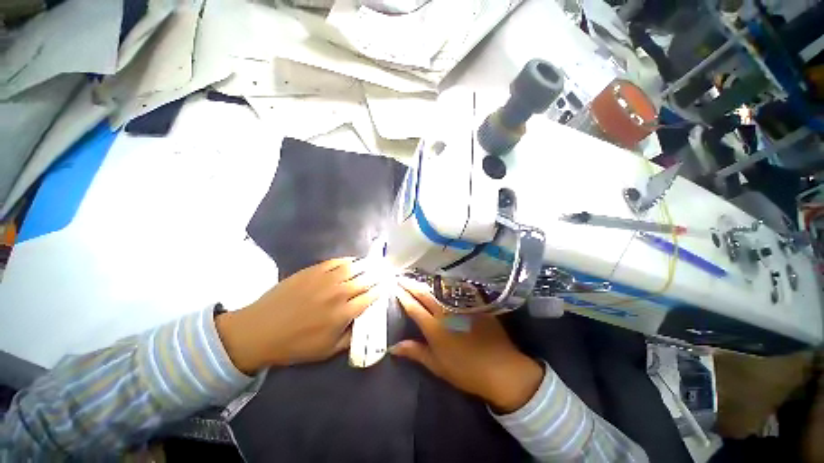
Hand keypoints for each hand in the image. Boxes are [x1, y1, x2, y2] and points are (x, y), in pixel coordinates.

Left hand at [216, 258, 380, 373]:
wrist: (259, 330)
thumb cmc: (295, 345)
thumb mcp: (326, 351)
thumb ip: (351, 337)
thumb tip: (366, 324)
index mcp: (343, 314)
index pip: (371, 297)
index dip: (382, 289)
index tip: (389, 285)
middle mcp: (338, 293)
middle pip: (366, 279)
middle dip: (380, 274)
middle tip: (387, 270)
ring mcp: (325, 279)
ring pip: (354, 267)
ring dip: (368, 264)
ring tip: (376, 262)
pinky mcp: (313, 271)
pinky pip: (336, 262)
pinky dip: (348, 260)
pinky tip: (354, 260)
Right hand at [391, 279, 543, 413]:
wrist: (501, 369)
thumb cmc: (466, 371)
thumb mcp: (438, 366)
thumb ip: (416, 352)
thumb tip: (393, 347)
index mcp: (434, 328)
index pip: (414, 307)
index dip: (403, 296)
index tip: (395, 287)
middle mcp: (445, 312)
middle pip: (424, 294)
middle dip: (411, 284)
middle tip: (401, 277)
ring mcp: (460, 305)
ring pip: (439, 289)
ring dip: (426, 283)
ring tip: (417, 277)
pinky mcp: (473, 303)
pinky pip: (455, 291)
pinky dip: (444, 286)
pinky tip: (440, 282)